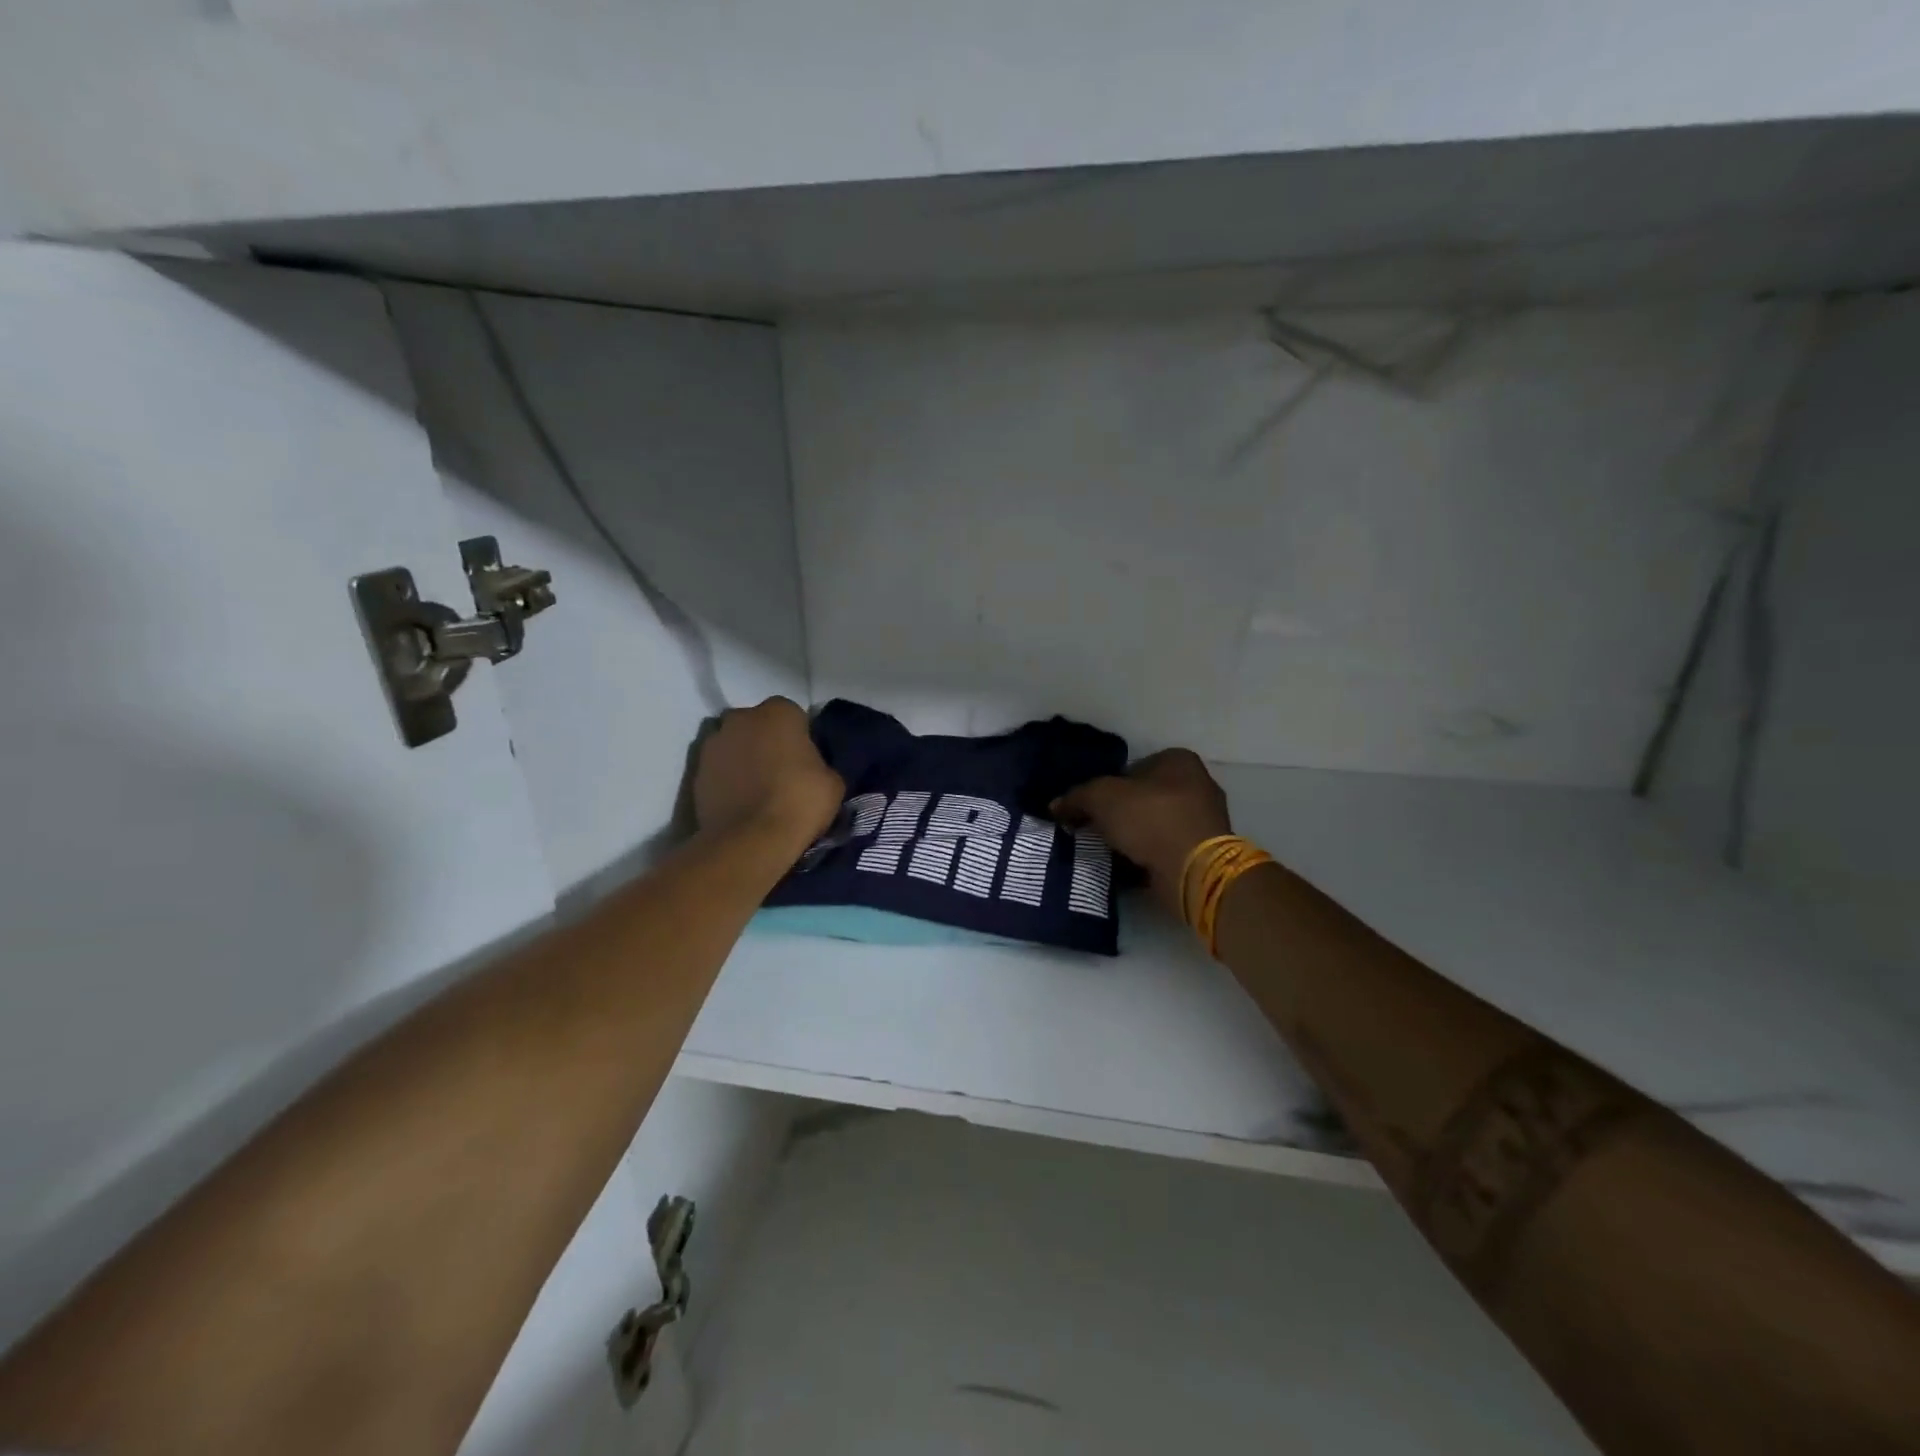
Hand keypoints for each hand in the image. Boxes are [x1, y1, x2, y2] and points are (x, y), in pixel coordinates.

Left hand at [693, 698, 842, 845]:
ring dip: (744, 760)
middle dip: (767, 742)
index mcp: (778, 711)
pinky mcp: (695, 773)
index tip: (805, 761)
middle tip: (781, 773)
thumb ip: (819, 763)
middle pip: (757, 725)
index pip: (792, 715)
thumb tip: (810, 768)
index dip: (799, 737)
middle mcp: (740, 718)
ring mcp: (713, 744)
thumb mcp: (833, 782)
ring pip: (734, 745)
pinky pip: (718, 770)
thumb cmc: (799, 802)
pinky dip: (727, 780)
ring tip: (757, 791)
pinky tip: (740, 803)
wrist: (750, 840)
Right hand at [1051, 749, 1232, 914]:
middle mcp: (1197, 784)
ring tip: (1108, 852)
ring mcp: (1205, 819)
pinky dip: (1148, 856)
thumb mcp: (1101, 798)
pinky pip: (1165, 849)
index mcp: (1178, 760)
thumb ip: (1076, 797)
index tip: (1089, 809)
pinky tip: (1128, 867)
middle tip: (1095, 830)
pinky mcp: (1205, 852)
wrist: (1194, 870)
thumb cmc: (1150, 819)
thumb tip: (1055, 806)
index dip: (1106, 786)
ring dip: (1133, 837)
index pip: (1131, 768)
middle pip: (1143, 797)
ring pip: (1154, 824)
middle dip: (1119, 814)